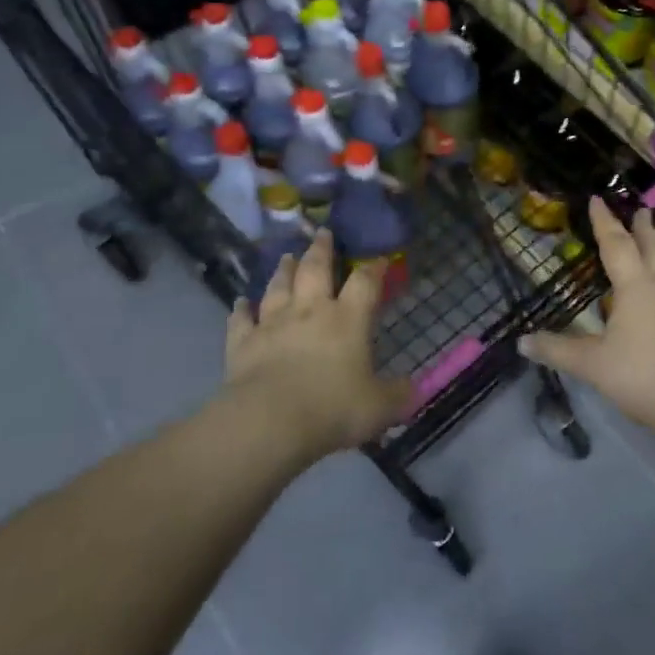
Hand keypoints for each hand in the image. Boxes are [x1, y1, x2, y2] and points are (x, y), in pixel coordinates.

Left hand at [223, 230, 411, 461]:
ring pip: (278, 287)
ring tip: (286, 256)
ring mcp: (272, 323)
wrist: (270, 421)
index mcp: (347, 319)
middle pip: (315, 269)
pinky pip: (241, 319)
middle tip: (322, 232)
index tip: (378, 258)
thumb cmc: (332, 409)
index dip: (373, 268)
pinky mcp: (242, 342)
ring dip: (283, 270)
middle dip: (320, 249)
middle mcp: (309, 311)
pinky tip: (241, 302)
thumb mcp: (380, 408)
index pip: (364, 283)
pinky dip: (241, 309)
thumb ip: (398, 395)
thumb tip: (414, 389)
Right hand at [520, 198, 654, 438]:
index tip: (597, 199)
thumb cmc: (641, 376)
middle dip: (643, 228)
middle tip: (641, 210)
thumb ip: (557, 350)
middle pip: (654, 247)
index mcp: (636, 287)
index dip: (604, 222)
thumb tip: (521, 342)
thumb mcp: (592, 364)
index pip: (616, 245)